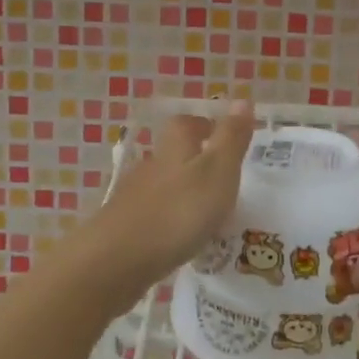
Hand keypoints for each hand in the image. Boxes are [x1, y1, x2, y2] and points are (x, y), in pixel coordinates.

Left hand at [74, 103, 254, 311]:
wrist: (116, 260)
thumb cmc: (178, 211)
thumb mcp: (217, 171)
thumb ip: (231, 138)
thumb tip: (243, 98)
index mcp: (175, 146)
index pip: (189, 123)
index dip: (207, 126)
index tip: (226, 138)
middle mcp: (152, 164)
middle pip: (175, 154)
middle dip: (197, 162)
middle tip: (225, 180)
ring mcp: (134, 196)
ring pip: (165, 186)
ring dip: (184, 194)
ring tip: (209, 216)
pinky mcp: (124, 227)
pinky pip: (154, 216)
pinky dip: (170, 221)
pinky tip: (181, 239)